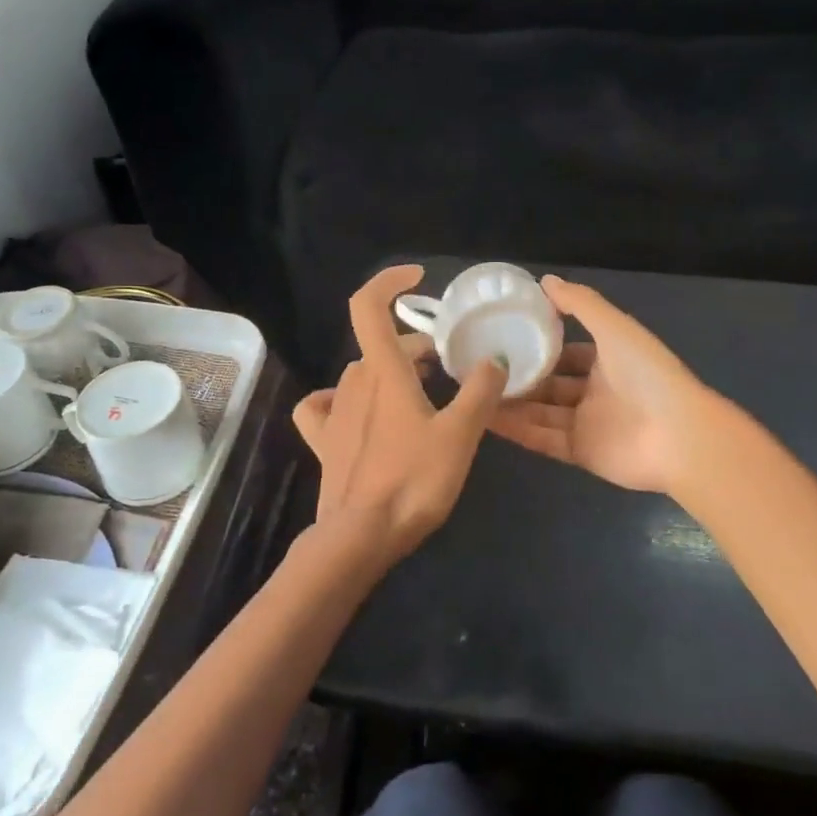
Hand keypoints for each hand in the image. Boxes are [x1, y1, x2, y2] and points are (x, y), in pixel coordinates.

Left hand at [292, 265, 507, 571]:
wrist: (361, 536)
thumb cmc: (413, 481)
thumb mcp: (460, 435)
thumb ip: (480, 392)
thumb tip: (493, 359)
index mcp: (383, 372)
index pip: (369, 307)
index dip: (388, 282)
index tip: (416, 278)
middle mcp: (353, 384)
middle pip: (380, 346)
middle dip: (414, 346)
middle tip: (446, 364)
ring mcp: (333, 412)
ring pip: (360, 374)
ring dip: (389, 371)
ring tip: (419, 390)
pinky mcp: (323, 441)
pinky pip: (323, 406)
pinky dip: (340, 399)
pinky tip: (356, 411)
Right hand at [489, 275, 718, 494]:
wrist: (678, 437)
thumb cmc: (647, 374)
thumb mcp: (614, 327)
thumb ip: (580, 303)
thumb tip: (544, 280)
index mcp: (609, 361)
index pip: (567, 352)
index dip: (539, 345)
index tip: (503, 337)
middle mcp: (597, 392)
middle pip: (550, 384)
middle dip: (520, 377)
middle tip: (479, 367)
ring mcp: (588, 424)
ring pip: (540, 412)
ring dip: (511, 403)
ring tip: (473, 392)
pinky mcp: (580, 453)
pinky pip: (542, 438)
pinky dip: (516, 430)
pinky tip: (485, 418)